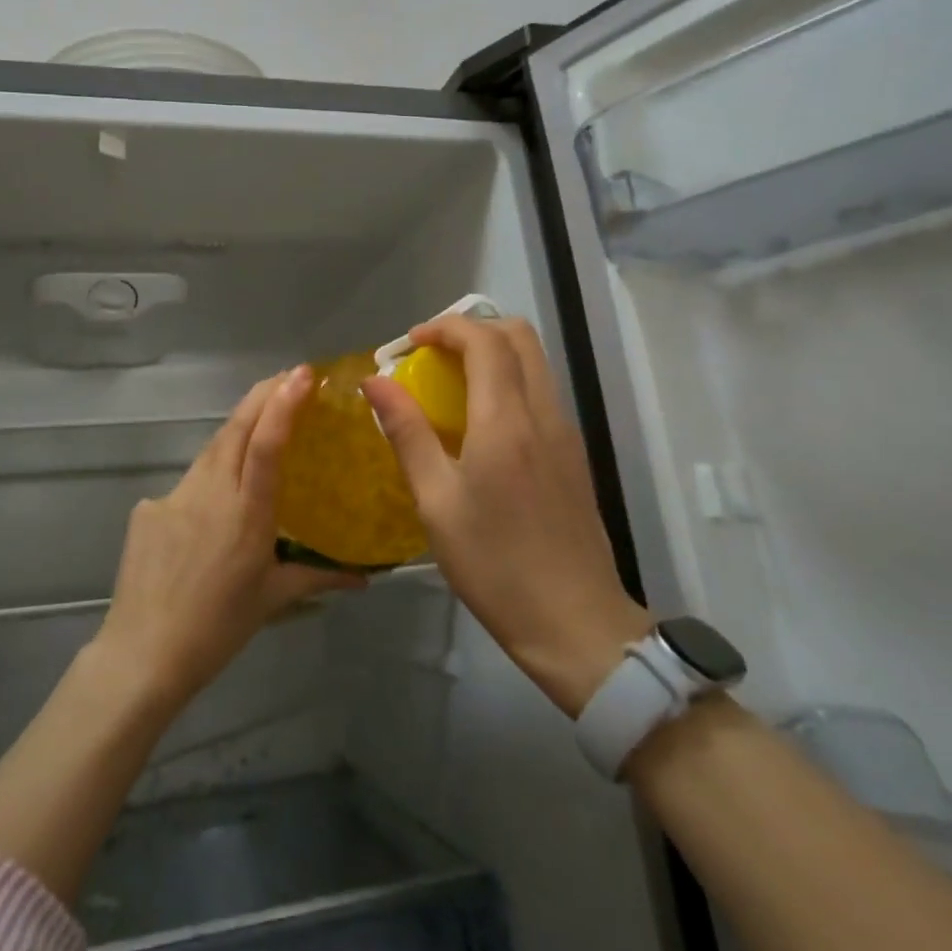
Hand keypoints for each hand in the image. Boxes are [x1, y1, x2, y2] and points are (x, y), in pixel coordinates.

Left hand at [95, 367, 364, 708]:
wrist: (143, 654)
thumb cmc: (218, 628)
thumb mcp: (274, 598)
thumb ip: (320, 577)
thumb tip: (365, 578)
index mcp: (246, 512)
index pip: (266, 444)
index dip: (284, 403)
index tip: (303, 374)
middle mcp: (209, 492)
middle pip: (236, 427)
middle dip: (263, 395)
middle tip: (290, 378)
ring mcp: (173, 496)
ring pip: (211, 449)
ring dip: (237, 430)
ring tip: (259, 424)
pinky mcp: (148, 507)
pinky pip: (186, 483)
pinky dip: (207, 480)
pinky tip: (211, 506)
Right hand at [364, 316, 650, 717]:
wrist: (576, 623)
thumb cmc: (494, 564)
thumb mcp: (436, 501)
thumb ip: (407, 432)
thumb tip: (375, 381)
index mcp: (506, 421)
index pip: (484, 341)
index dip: (445, 327)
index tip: (410, 343)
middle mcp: (543, 414)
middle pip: (520, 337)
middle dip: (473, 330)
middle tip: (432, 355)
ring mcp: (565, 433)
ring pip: (535, 363)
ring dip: (493, 354)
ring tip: (449, 384)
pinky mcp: (573, 455)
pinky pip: (541, 393)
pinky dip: (509, 382)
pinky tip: (480, 423)